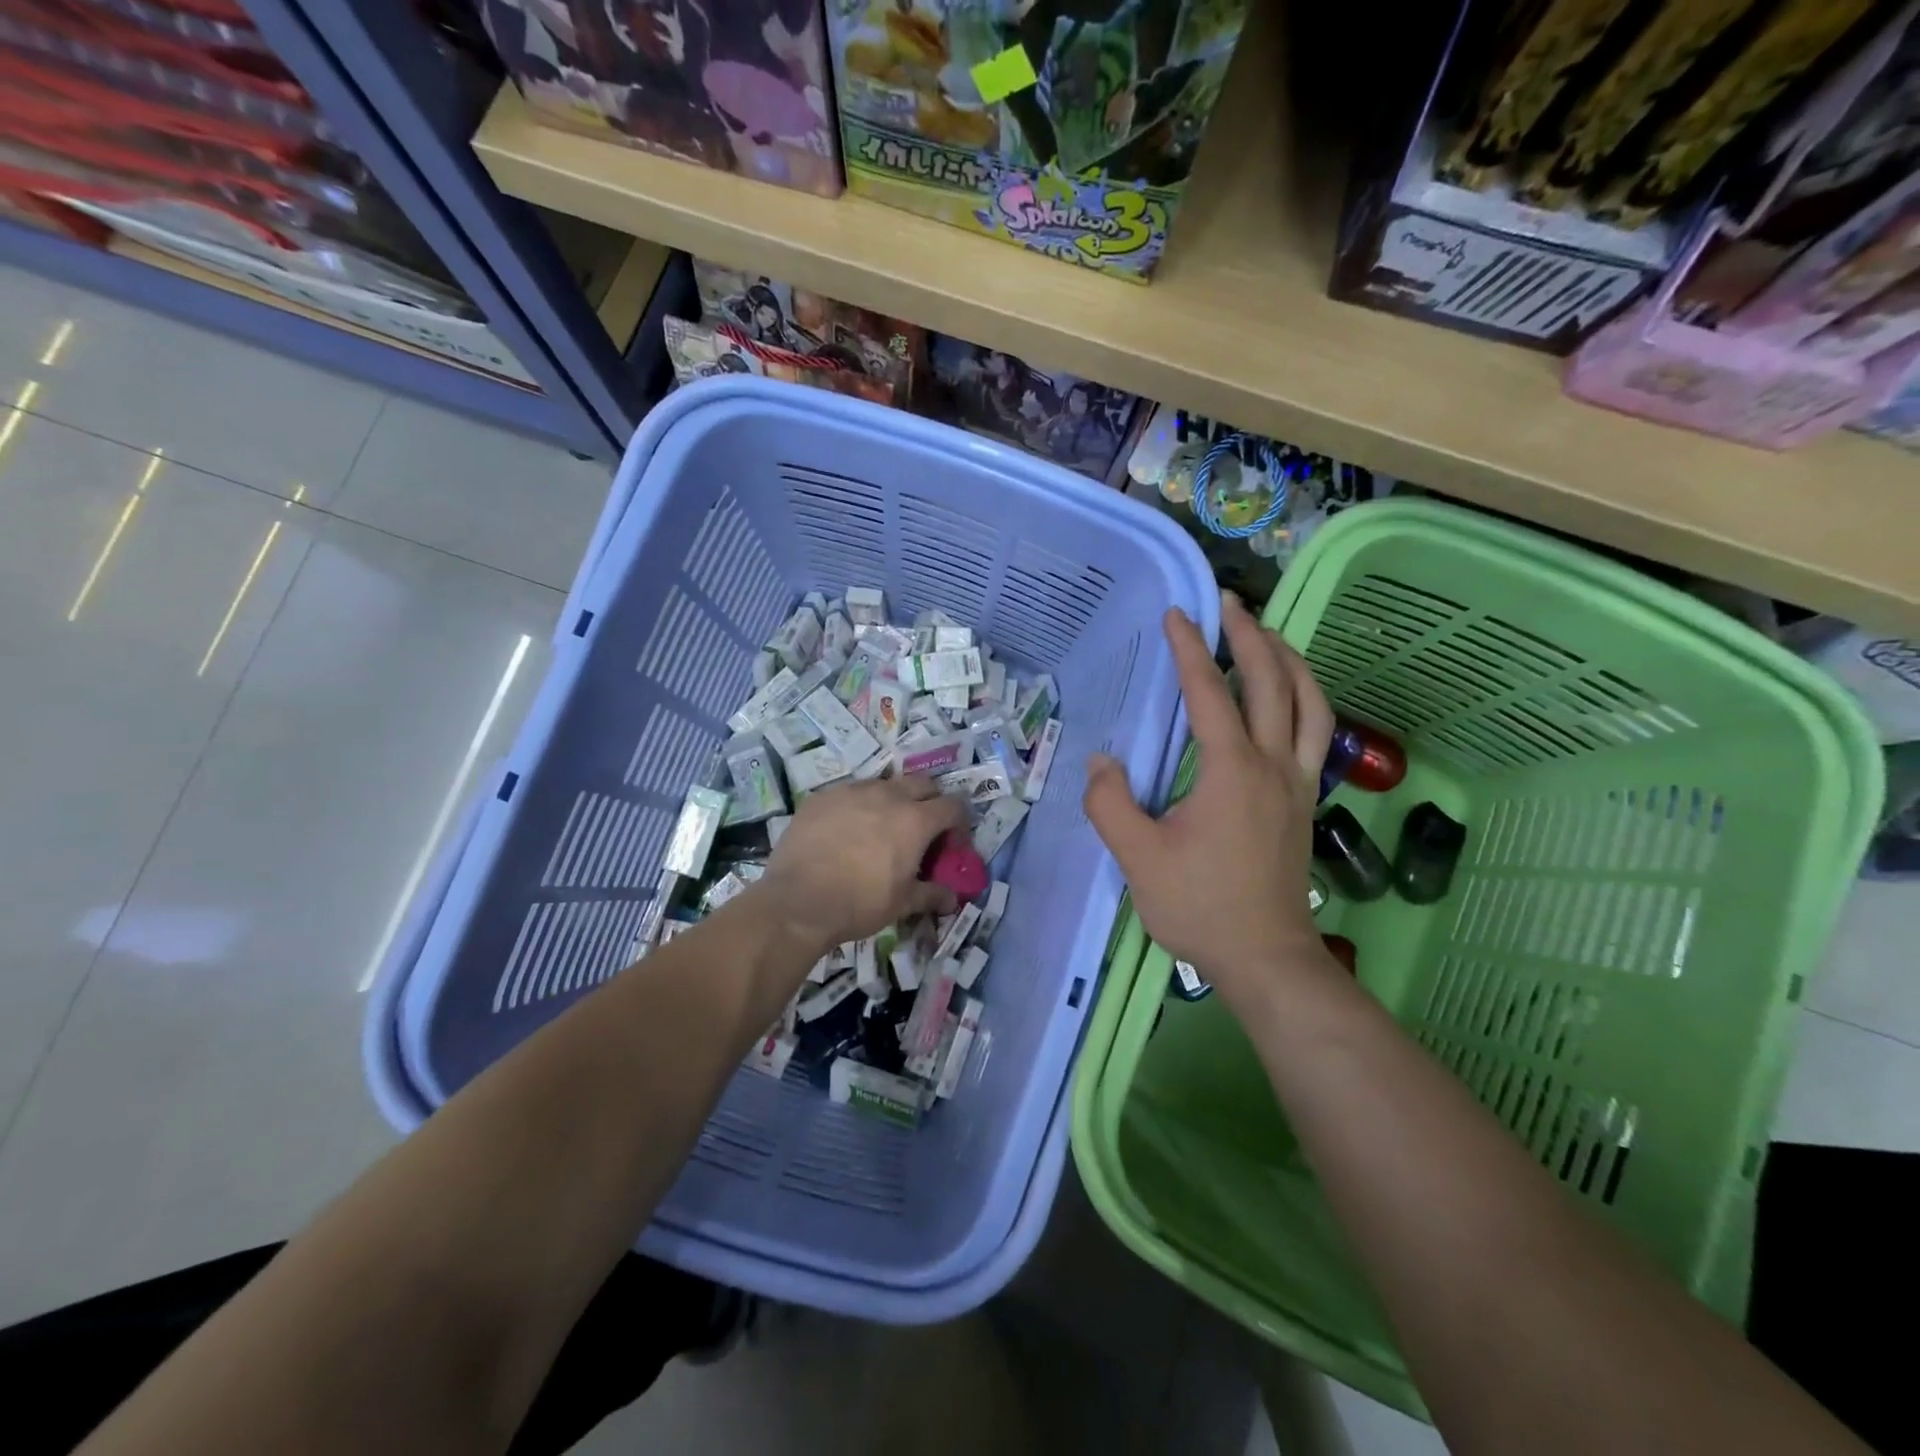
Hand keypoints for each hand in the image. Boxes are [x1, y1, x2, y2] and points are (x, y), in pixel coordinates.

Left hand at [754, 775, 968, 958]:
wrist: (796, 901)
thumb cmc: (858, 904)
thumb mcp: (902, 904)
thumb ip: (931, 895)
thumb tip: (952, 898)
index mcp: (915, 820)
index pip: (953, 805)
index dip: (959, 823)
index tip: (950, 844)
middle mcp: (888, 795)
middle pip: (923, 784)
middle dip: (930, 802)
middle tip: (922, 831)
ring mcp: (852, 791)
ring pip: (885, 784)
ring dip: (894, 800)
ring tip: (882, 829)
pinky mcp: (822, 796)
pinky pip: (851, 792)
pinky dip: (859, 805)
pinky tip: (847, 831)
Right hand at [1084, 593, 1337, 1011]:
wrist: (1266, 957)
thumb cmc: (1200, 906)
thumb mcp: (1138, 858)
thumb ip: (1111, 803)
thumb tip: (1102, 761)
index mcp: (1231, 770)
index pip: (1211, 693)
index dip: (1191, 649)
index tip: (1176, 614)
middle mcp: (1273, 764)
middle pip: (1274, 681)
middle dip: (1250, 635)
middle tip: (1227, 603)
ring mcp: (1297, 782)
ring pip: (1310, 703)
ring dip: (1289, 660)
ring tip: (1266, 635)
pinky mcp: (1304, 801)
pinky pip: (1315, 731)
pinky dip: (1304, 698)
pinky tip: (1286, 698)